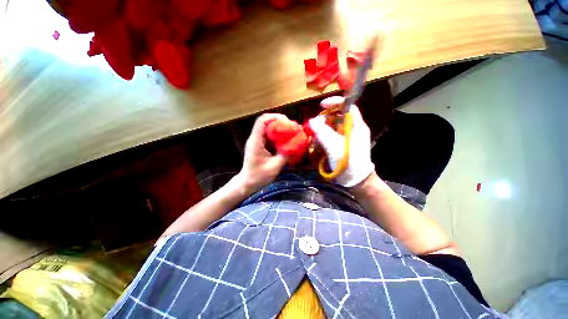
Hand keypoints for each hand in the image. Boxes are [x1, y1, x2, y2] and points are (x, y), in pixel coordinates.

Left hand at [237, 113, 288, 193]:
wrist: (248, 182)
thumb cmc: (259, 176)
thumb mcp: (275, 167)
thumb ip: (285, 155)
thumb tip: (296, 145)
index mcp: (256, 141)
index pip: (262, 121)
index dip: (275, 117)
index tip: (288, 123)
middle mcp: (255, 138)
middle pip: (266, 122)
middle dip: (280, 122)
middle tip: (292, 128)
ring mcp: (257, 141)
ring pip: (268, 128)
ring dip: (279, 128)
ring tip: (291, 132)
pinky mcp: (259, 145)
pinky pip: (269, 135)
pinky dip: (278, 135)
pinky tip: (285, 140)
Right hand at [309, 96, 374, 187]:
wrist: (355, 181)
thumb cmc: (348, 162)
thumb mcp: (334, 146)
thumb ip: (323, 132)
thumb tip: (312, 121)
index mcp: (357, 126)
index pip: (348, 107)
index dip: (335, 103)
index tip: (321, 106)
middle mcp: (353, 129)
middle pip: (338, 117)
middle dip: (325, 119)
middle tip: (314, 126)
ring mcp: (348, 138)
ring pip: (333, 127)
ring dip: (323, 130)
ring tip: (315, 137)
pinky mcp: (342, 145)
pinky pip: (332, 136)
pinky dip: (324, 138)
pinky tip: (318, 144)